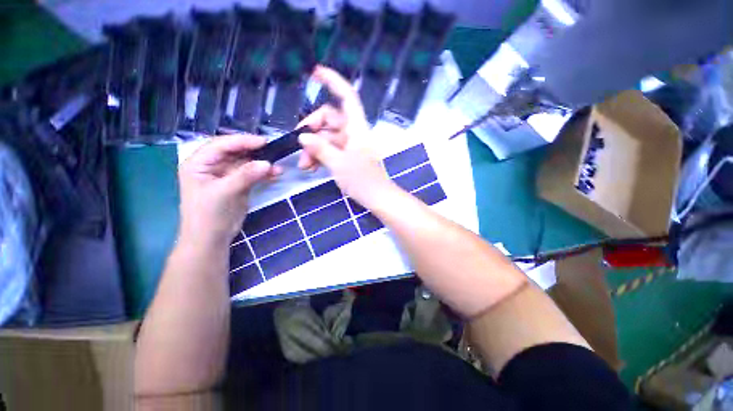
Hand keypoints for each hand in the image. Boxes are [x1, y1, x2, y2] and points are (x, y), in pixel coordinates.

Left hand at [178, 134, 281, 245]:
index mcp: (199, 163)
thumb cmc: (209, 214)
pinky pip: (252, 175)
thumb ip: (245, 175)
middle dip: (254, 152)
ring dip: (262, 164)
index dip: (242, 141)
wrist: (211, 238)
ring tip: (278, 168)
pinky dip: (264, 174)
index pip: (221, 145)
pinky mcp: (238, 185)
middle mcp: (212, 166)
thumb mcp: (225, 192)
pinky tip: (276, 174)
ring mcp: (226, 175)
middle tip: (273, 151)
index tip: (263, 141)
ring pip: (246, 163)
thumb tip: (267, 163)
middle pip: (235, 152)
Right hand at [297, 66, 392, 206]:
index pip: (347, 97)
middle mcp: (353, 132)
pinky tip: (311, 167)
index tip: (315, 72)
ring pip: (327, 137)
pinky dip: (320, 155)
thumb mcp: (338, 164)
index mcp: (356, 128)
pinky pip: (331, 149)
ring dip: (313, 148)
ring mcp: (351, 145)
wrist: (377, 198)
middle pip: (329, 119)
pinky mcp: (348, 156)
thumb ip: (320, 148)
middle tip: (299, 145)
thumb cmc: (362, 180)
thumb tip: (303, 137)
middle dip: (312, 131)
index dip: (333, 81)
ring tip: (304, 165)